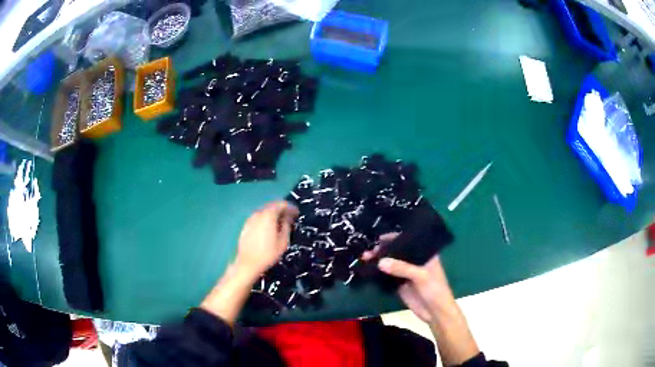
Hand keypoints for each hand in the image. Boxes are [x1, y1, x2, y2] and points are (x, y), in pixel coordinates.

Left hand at [201, 201, 298, 325]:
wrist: (248, 263)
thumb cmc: (268, 254)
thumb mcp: (283, 242)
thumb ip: (286, 226)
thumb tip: (288, 218)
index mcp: (268, 215)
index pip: (281, 205)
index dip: (290, 208)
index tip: (297, 213)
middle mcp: (258, 214)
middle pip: (272, 206)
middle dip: (282, 210)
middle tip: (290, 217)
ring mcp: (250, 219)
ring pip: (264, 212)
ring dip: (273, 215)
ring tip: (281, 223)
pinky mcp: (246, 226)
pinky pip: (258, 218)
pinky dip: (265, 220)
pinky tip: (269, 229)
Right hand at [362, 234, 479, 365]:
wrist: (435, 312)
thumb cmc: (435, 289)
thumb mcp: (421, 276)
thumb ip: (402, 268)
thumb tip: (380, 262)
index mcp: (424, 253)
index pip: (408, 241)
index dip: (394, 238)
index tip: (379, 238)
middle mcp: (414, 260)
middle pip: (396, 251)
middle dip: (383, 250)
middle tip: (368, 251)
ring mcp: (406, 272)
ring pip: (390, 263)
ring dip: (378, 261)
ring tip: (364, 258)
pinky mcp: (399, 283)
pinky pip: (387, 276)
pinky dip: (378, 272)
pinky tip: (367, 269)